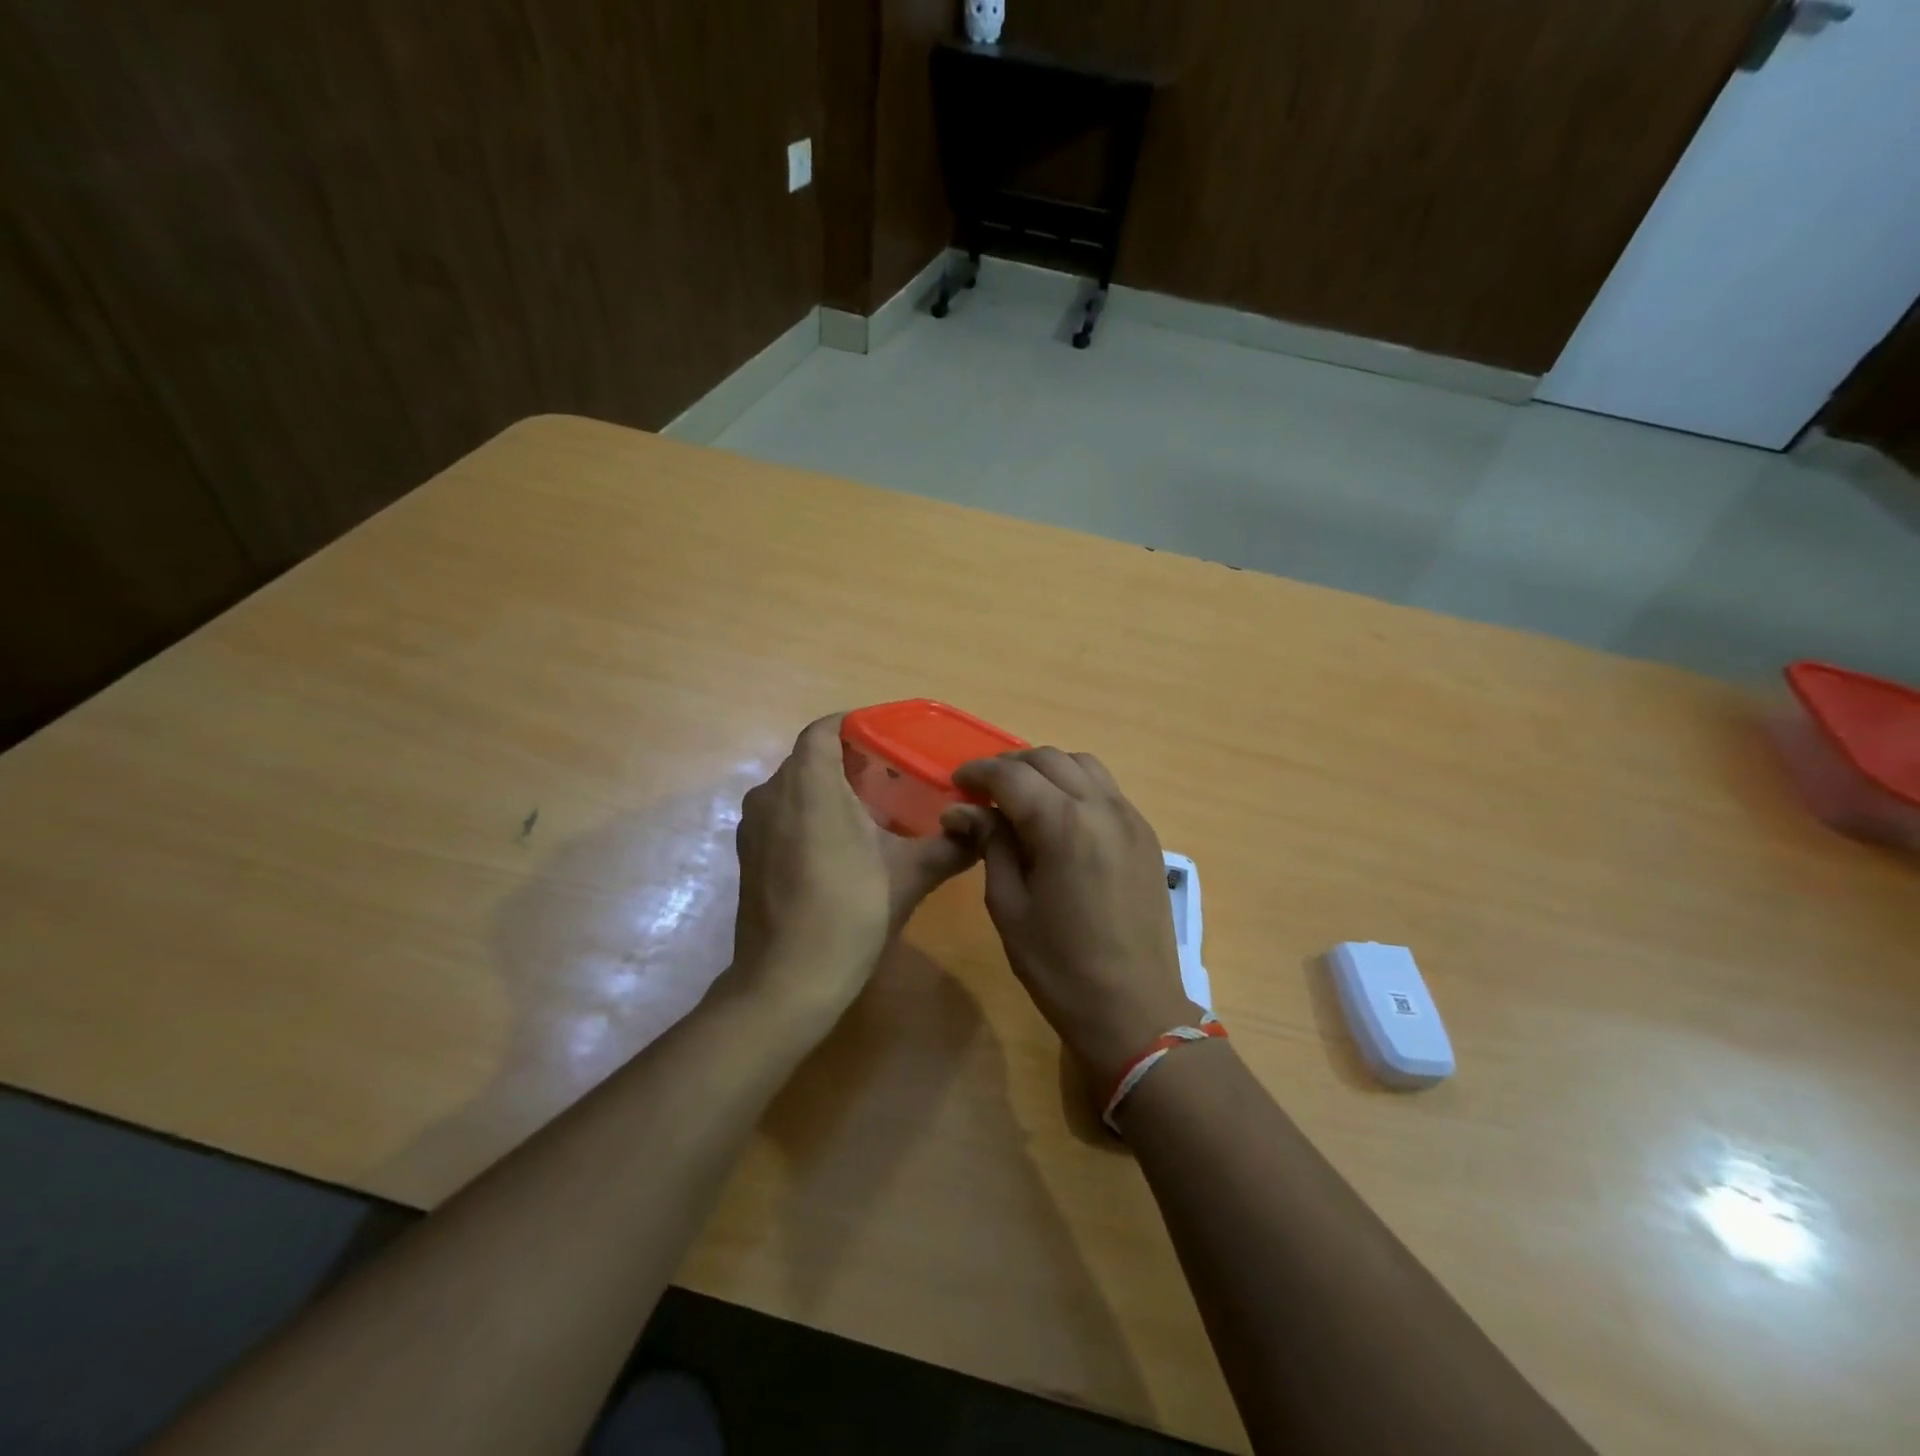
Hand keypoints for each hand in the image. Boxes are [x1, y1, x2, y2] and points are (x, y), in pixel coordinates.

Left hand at [730, 714, 982, 1013]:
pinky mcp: (749, 855)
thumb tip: (984, 827)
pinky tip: (842, 846)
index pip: (825, 728)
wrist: (787, 982)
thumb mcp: (910, 875)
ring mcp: (753, 826)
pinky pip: (783, 814)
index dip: (857, 725)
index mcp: (808, 783)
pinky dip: (810, 815)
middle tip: (896, 777)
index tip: (892, 739)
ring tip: (874, 810)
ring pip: (795, 787)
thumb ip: (951, 845)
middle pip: (811, 757)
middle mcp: (772, 793)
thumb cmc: (850, 913)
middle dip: (850, 760)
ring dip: (830, 789)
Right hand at [949, 749, 1198, 1088]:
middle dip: (1011, 766)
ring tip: (1023, 798)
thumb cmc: (1060, 966)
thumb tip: (962, 810)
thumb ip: (990, 845)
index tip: (957, 784)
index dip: (978, 772)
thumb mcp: (1009, 906)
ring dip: (1047, 770)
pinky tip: (1061, 818)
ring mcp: (1131, 818)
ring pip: (1083, 766)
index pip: (1012, 774)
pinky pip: (1107, 790)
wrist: (1135, 1009)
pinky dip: (1076, 787)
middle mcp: (1102, 807)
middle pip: (1049, 759)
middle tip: (984, 793)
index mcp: (1063, 823)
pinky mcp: (1146, 836)